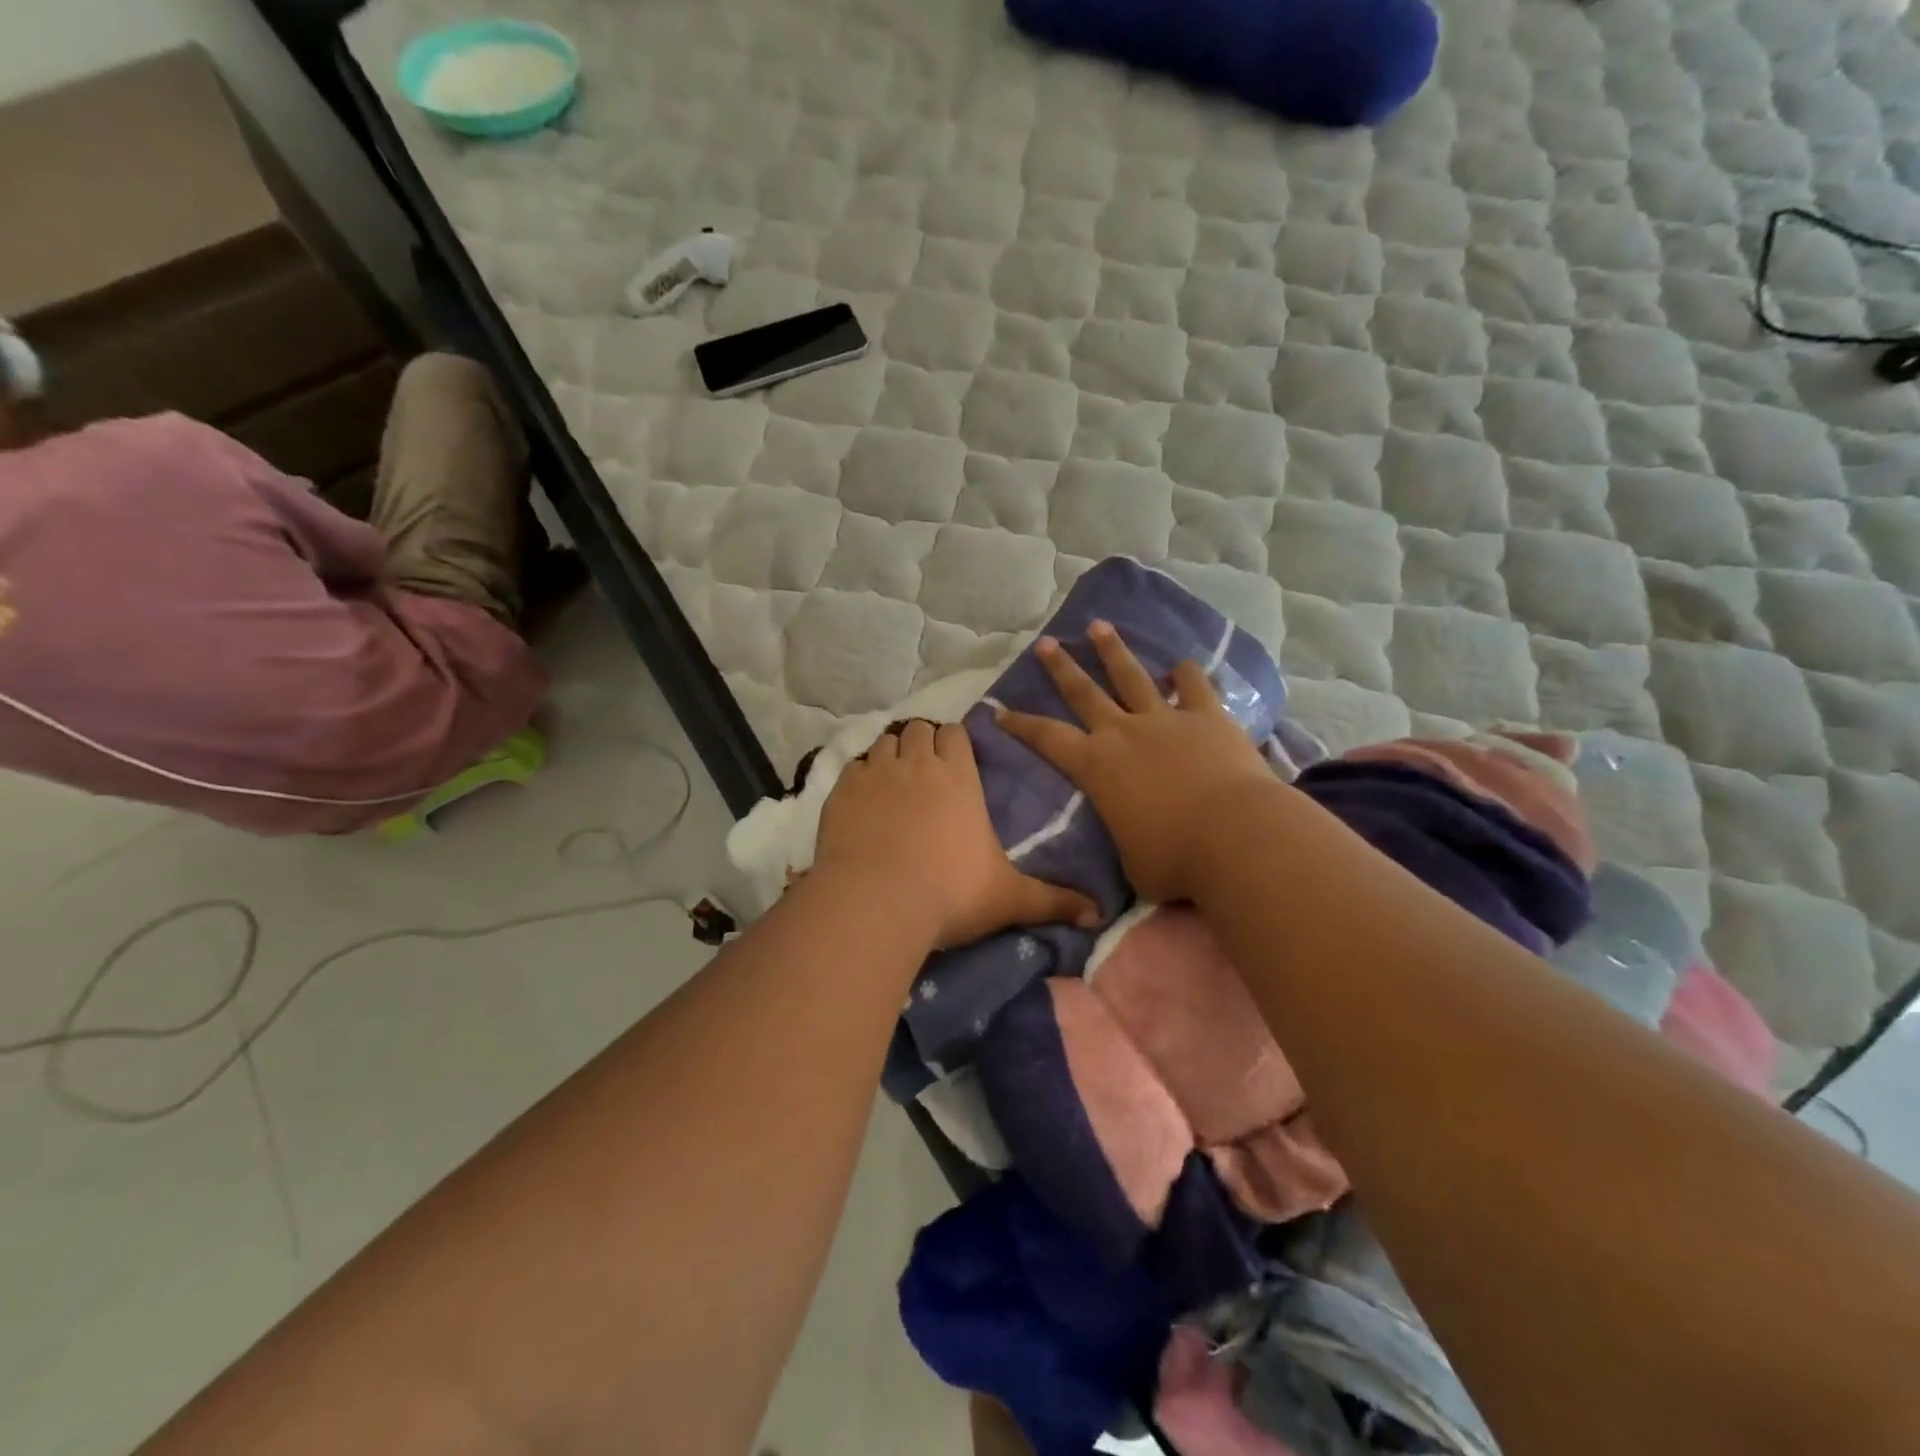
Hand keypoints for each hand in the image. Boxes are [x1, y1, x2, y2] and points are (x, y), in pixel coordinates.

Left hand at [813, 719, 1098, 949]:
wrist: (876, 903)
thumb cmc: (950, 894)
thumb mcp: (1009, 898)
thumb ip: (1054, 902)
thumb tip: (1099, 917)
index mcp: (958, 776)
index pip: (956, 734)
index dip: (954, 742)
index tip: (955, 761)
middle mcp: (917, 763)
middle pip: (918, 729)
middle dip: (922, 743)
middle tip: (925, 773)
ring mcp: (875, 773)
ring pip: (884, 741)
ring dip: (891, 754)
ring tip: (893, 782)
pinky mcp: (841, 791)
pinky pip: (852, 767)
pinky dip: (859, 776)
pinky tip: (862, 801)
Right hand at [996, 622, 1277, 903]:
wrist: (1234, 836)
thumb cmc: (1173, 859)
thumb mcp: (1132, 861)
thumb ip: (1126, 838)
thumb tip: (1134, 844)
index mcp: (1096, 767)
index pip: (1046, 739)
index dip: (1021, 724)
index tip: (999, 710)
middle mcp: (1123, 733)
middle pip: (1084, 692)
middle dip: (1061, 667)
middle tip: (1045, 643)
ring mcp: (1166, 719)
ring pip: (1132, 676)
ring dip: (1113, 650)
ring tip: (1099, 626)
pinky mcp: (1208, 717)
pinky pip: (1194, 686)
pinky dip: (1187, 674)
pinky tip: (1182, 665)